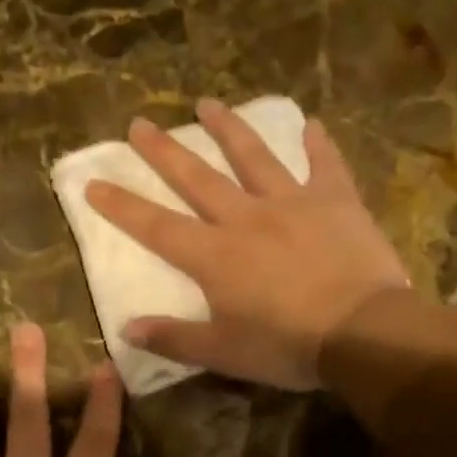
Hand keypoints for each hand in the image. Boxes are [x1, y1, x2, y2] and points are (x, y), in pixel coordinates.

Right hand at [84, 99, 408, 389]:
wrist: (363, 332)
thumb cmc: (287, 346)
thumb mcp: (223, 353)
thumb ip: (173, 339)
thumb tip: (126, 329)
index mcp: (214, 256)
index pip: (156, 226)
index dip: (121, 205)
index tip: (94, 182)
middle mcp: (245, 218)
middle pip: (196, 178)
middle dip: (163, 152)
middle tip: (139, 123)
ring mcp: (291, 203)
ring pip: (253, 157)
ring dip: (228, 129)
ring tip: (207, 104)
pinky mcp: (335, 201)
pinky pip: (324, 165)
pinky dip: (316, 144)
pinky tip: (310, 124)